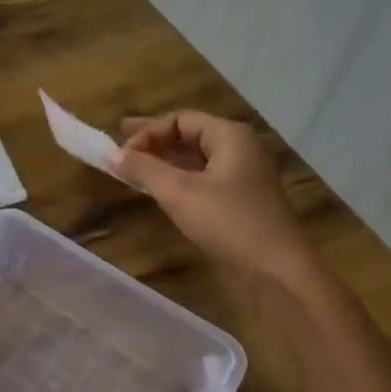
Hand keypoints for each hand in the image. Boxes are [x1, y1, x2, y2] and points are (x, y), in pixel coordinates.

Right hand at [109, 110, 318, 285]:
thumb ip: (144, 169)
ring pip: (196, 159)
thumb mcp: (179, 192)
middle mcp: (240, 150)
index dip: (148, 132)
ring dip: (165, 161)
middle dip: (154, 140)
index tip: (120, 153)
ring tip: (135, 167)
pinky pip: (203, 179)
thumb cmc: (229, 222)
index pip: (180, 119)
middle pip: (189, 135)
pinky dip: (178, 179)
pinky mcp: (241, 202)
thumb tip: (112, 154)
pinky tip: (160, 189)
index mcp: (230, 136)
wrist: (278, 272)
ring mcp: (243, 177)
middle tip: (120, 144)